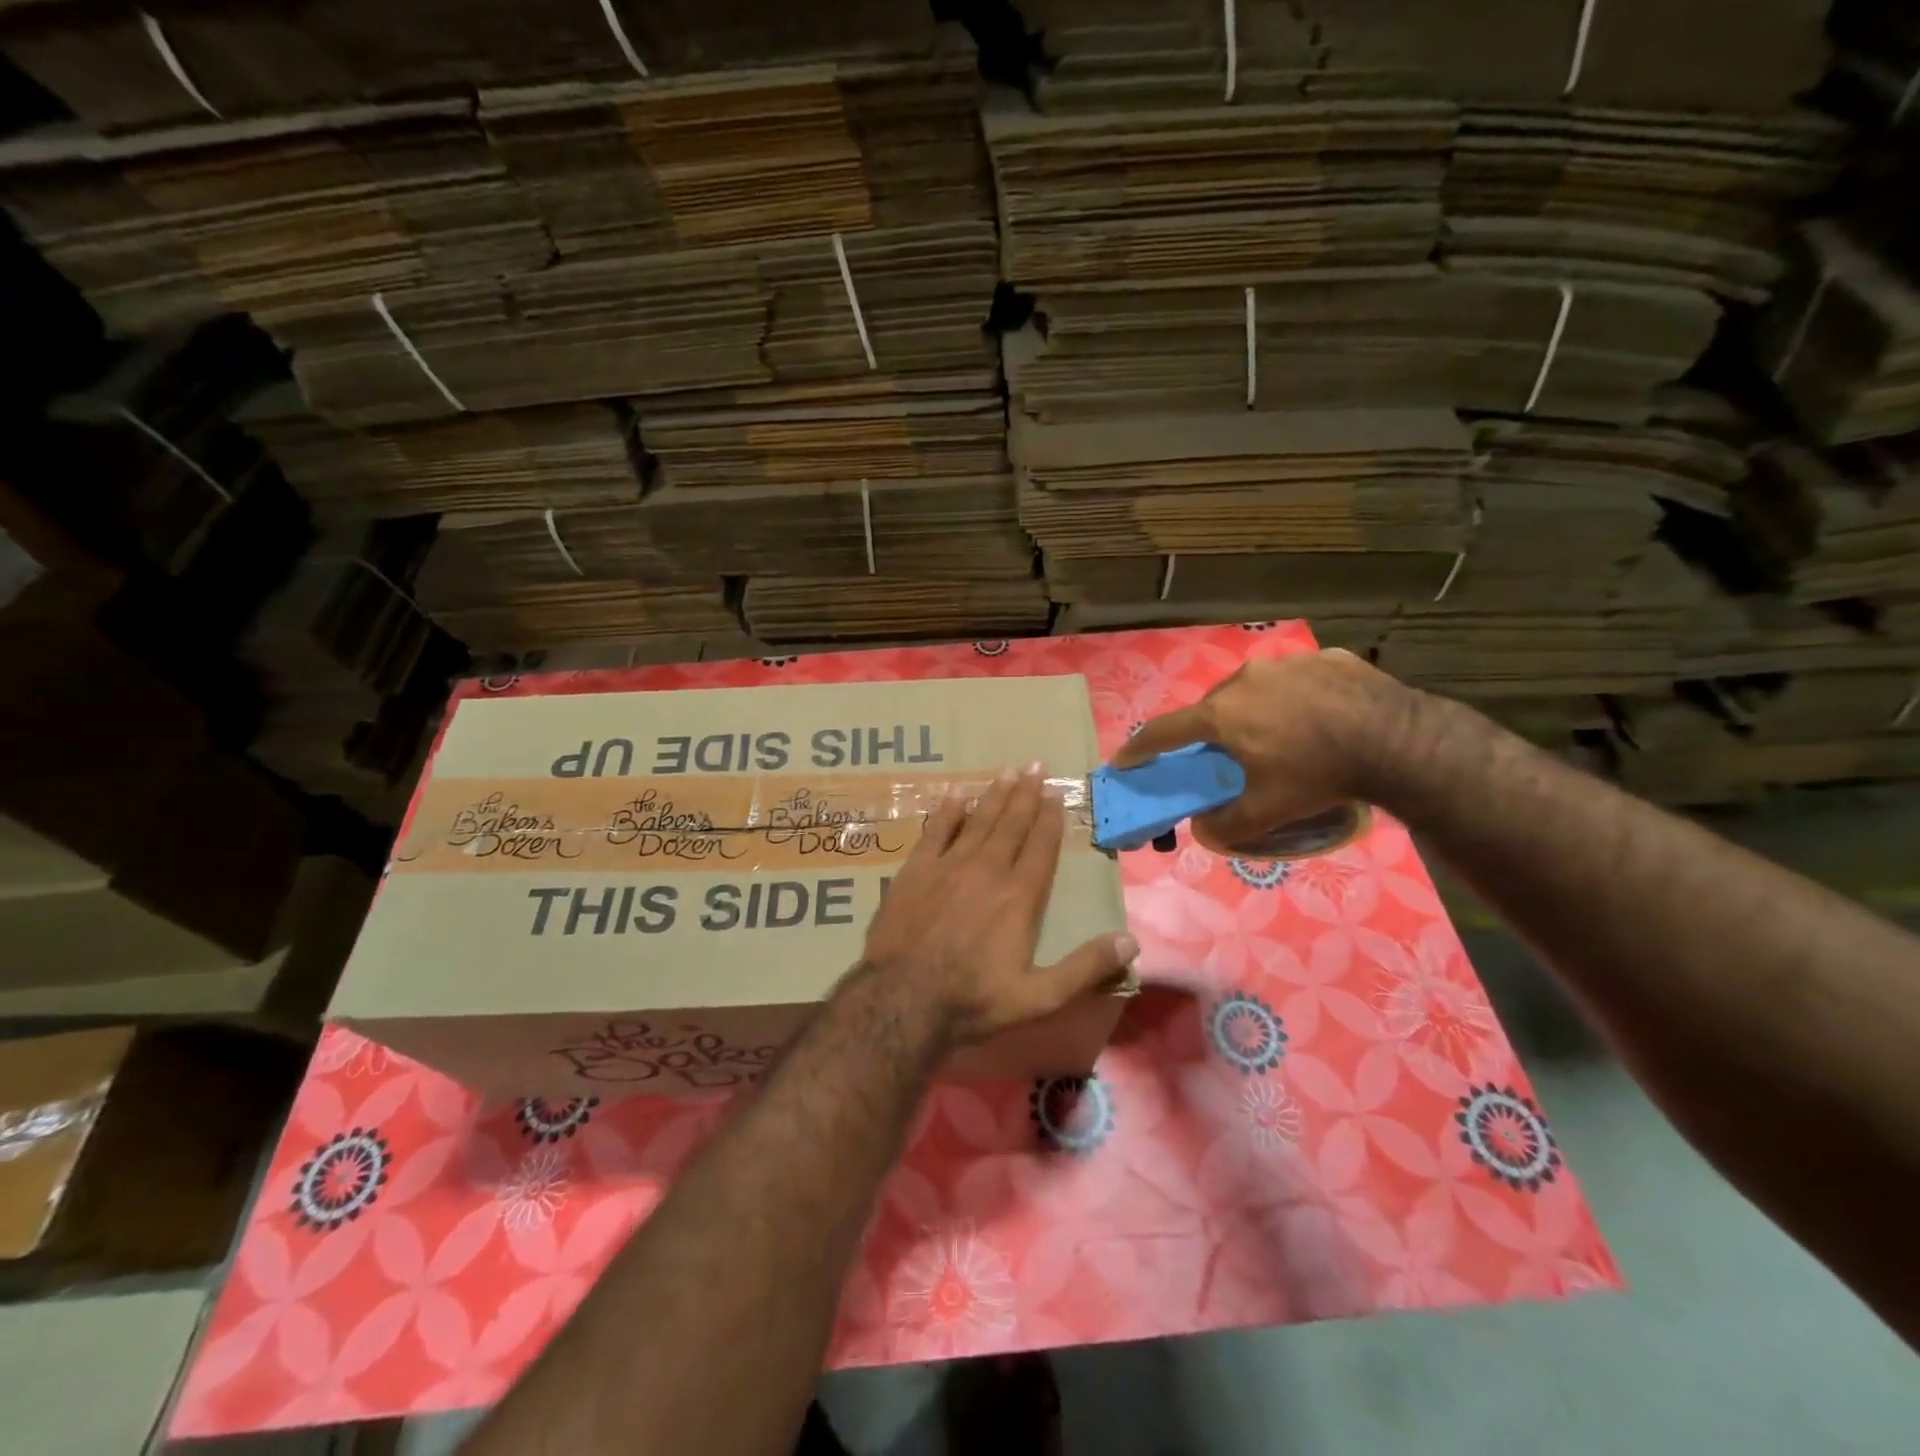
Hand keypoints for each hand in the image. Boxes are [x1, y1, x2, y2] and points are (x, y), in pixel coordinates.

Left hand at [860, 764, 1137, 1045]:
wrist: (902, 999)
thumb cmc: (974, 1000)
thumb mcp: (1040, 997)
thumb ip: (1085, 968)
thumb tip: (1131, 941)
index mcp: (1020, 897)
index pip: (1041, 847)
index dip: (1050, 819)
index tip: (1056, 793)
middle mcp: (988, 870)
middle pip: (1011, 824)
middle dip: (1026, 794)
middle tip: (1035, 766)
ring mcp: (948, 866)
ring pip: (978, 821)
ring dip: (994, 795)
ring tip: (1007, 771)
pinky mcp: (916, 871)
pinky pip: (936, 831)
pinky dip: (948, 812)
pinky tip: (957, 795)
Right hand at [1113, 649, 1418, 853]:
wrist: (1398, 741)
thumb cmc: (1318, 775)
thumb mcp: (1268, 811)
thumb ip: (1227, 824)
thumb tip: (1203, 831)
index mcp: (1222, 714)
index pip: (1165, 731)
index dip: (1140, 748)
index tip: (1124, 759)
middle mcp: (1244, 680)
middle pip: (1211, 708)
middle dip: (1209, 731)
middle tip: (1224, 755)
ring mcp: (1287, 663)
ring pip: (1253, 688)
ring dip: (1253, 710)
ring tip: (1280, 735)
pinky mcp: (1326, 658)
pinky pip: (1296, 680)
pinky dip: (1295, 698)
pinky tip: (1320, 719)